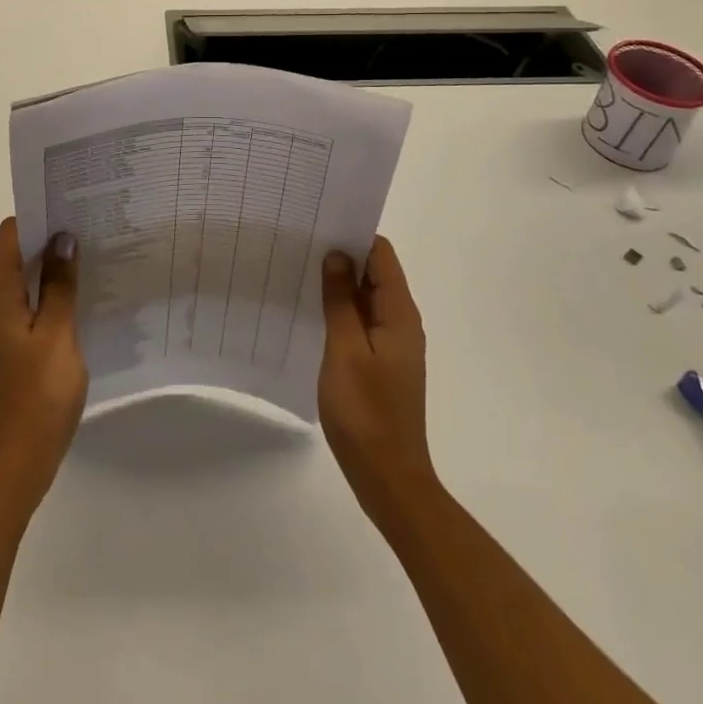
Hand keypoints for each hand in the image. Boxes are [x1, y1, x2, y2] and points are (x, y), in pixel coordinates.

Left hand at [0, 217, 87, 512]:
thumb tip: (63, 238)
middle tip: (90, 221)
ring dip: (55, 262)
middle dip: (51, 234)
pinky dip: (55, 288)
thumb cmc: (39, 391)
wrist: (22, 457)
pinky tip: (86, 290)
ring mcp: (7, 323)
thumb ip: (59, 283)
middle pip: (19, 252)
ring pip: (29, 276)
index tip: (70, 202)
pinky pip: (36, 300)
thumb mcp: (56, 331)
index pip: (11, 233)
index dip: (38, 214)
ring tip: (94, 248)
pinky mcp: (19, 342)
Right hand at [319, 238, 439, 526]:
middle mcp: (402, 322)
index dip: (354, 235)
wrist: (389, 479)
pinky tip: (313, 312)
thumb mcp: (345, 351)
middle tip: (301, 244)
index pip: (381, 254)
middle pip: (375, 272)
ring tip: (301, 271)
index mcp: (399, 314)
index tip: (319, 225)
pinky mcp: (382, 363)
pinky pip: (363, 322)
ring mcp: (393, 344)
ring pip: (367, 298)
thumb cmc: (366, 413)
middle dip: (343, 256)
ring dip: (340, 284)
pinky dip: (342, 310)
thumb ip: (341, 301)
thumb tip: (337, 256)